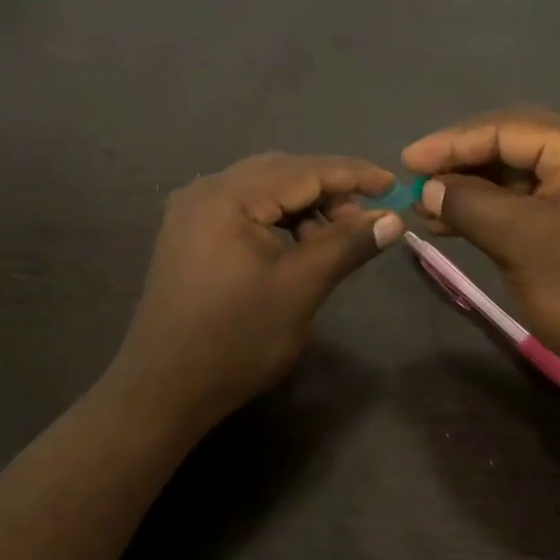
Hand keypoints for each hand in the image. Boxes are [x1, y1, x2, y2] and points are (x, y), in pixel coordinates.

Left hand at [106, 153, 402, 434]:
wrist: (163, 389)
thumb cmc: (236, 339)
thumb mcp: (300, 289)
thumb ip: (346, 245)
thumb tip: (391, 218)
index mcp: (228, 195)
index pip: (304, 170)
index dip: (355, 175)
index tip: (395, 186)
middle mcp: (205, 190)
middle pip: (282, 172)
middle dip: (329, 191)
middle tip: (366, 220)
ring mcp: (191, 211)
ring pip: (262, 190)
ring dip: (303, 206)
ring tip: (332, 240)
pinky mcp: (188, 233)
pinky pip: (243, 209)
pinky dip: (276, 219)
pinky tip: (296, 246)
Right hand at [403, 108, 559, 418]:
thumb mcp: (520, 242)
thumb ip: (468, 203)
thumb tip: (427, 188)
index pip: (507, 127)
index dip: (451, 143)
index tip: (405, 162)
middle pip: (514, 144)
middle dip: (461, 163)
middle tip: (413, 182)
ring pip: (520, 174)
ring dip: (473, 188)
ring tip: (426, 207)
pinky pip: (532, 200)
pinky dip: (494, 209)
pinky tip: (456, 221)